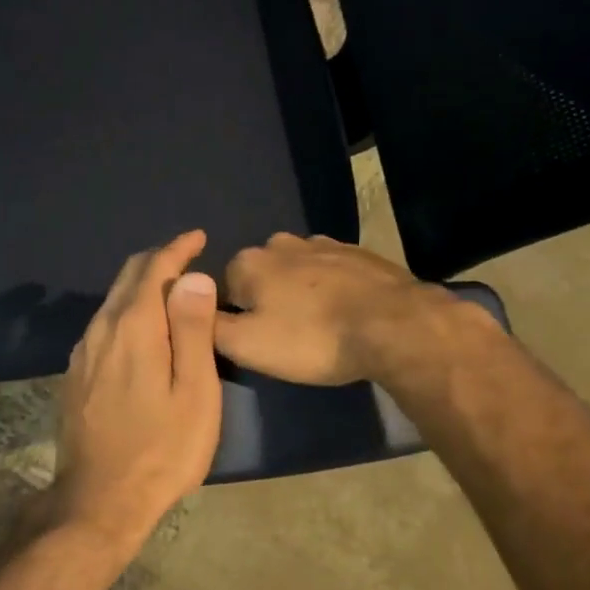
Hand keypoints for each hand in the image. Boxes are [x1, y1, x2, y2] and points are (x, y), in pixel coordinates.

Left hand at [49, 230, 222, 551]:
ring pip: (112, 300)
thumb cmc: (162, 449)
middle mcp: (101, 329)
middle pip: (128, 277)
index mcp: (133, 326)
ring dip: (141, 285)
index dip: (178, 248)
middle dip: (159, 260)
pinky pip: (103, 324)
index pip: (154, 268)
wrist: (99, 500)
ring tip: (171, 289)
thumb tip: (193, 277)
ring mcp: (83, 353)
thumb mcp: (194, 391)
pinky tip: (141, 327)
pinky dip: (127, 310)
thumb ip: (192, 329)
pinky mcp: (75, 375)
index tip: (199, 237)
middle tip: (188, 257)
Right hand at [215, 232, 444, 384]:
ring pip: (296, 271)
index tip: (256, 343)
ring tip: (319, 327)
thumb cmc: (313, 338)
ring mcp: (323, 243)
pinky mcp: (358, 252)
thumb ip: (210, 327)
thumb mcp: (248, 346)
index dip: (235, 318)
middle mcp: (280, 243)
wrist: (394, 324)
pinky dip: (331, 288)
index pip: (221, 290)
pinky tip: (345, 313)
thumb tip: (195, 313)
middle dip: (267, 301)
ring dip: (300, 293)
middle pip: (260, 276)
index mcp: (248, 262)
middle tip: (287, 338)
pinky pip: (330, 271)